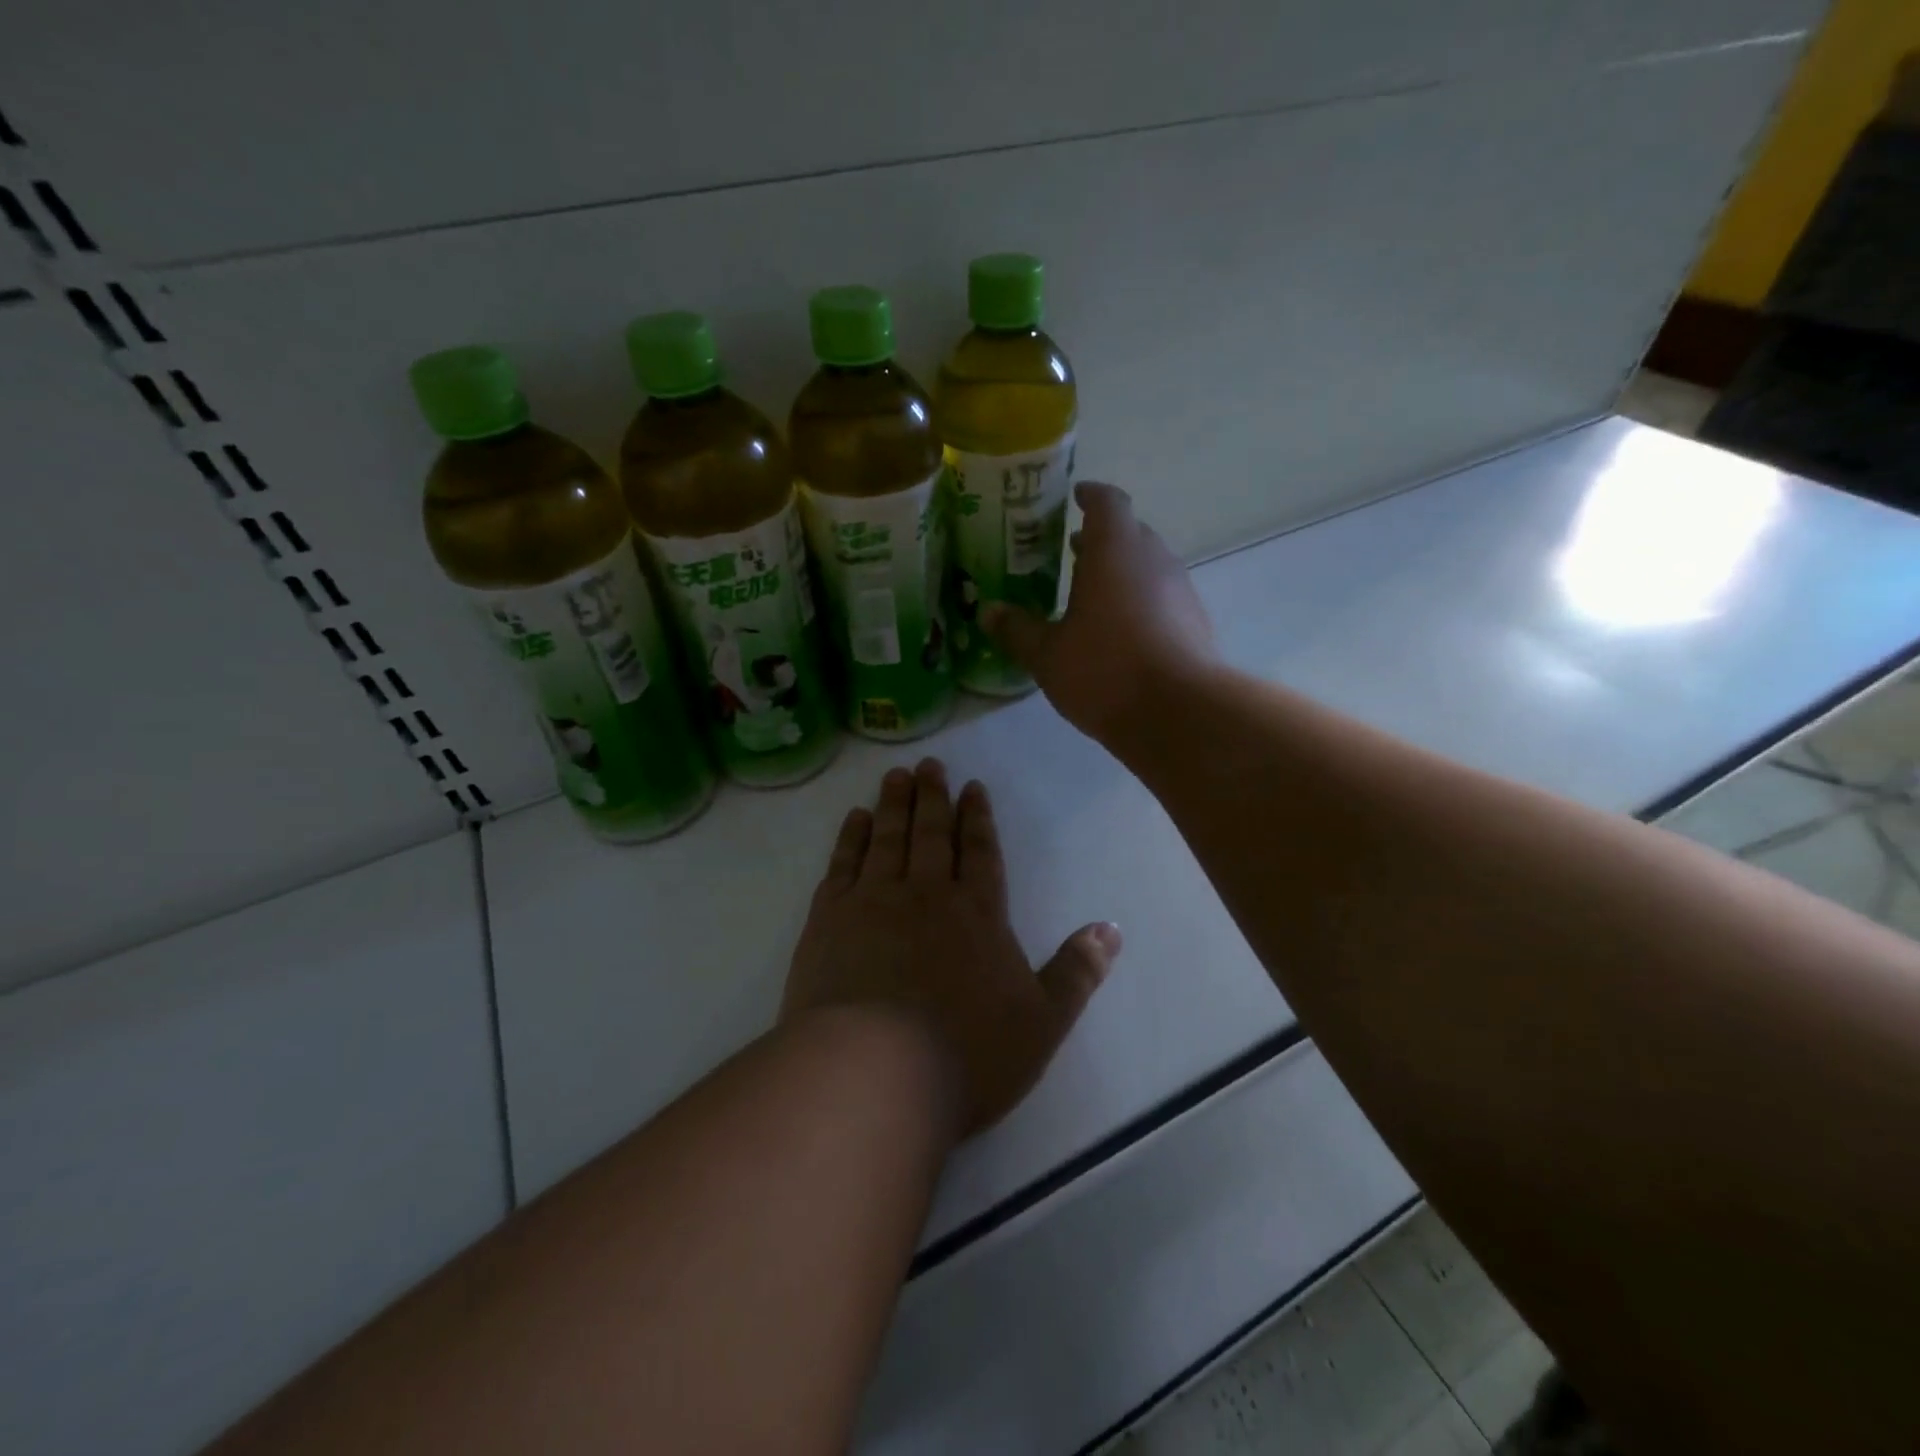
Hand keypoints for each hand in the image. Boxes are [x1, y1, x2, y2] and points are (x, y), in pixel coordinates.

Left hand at [783, 760, 1121, 1135]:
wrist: (874, 1072)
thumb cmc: (967, 1053)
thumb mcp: (1042, 1022)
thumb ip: (1077, 972)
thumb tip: (1112, 928)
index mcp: (977, 913)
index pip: (981, 852)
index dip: (978, 818)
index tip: (972, 787)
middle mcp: (926, 893)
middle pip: (932, 834)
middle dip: (933, 797)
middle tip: (929, 764)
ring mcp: (873, 901)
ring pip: (888, 838)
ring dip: (894, 804)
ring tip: (896, 775)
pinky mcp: (829, 918)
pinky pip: (843, 864)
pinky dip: (851, 837)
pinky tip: (856, 819)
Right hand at [982, 482, 1216, 741]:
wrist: (1179, 714)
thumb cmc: (1105, 671)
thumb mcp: (1047, 655)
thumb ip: (1016, 630)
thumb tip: (988, 612)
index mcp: (1115, 551)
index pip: (1107, 502)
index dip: (1090, 495)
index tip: (1075, 495)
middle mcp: (1153, 559)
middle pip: (1130, 532)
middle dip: (1102, 537)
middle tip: (1071, 550)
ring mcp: (1181, 590)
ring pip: (1148, 565)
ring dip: (1122, 571)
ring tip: (1092, 593)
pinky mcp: (1195, 622)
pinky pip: (1163, 596)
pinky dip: (1140, 600)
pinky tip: (1121, 631)